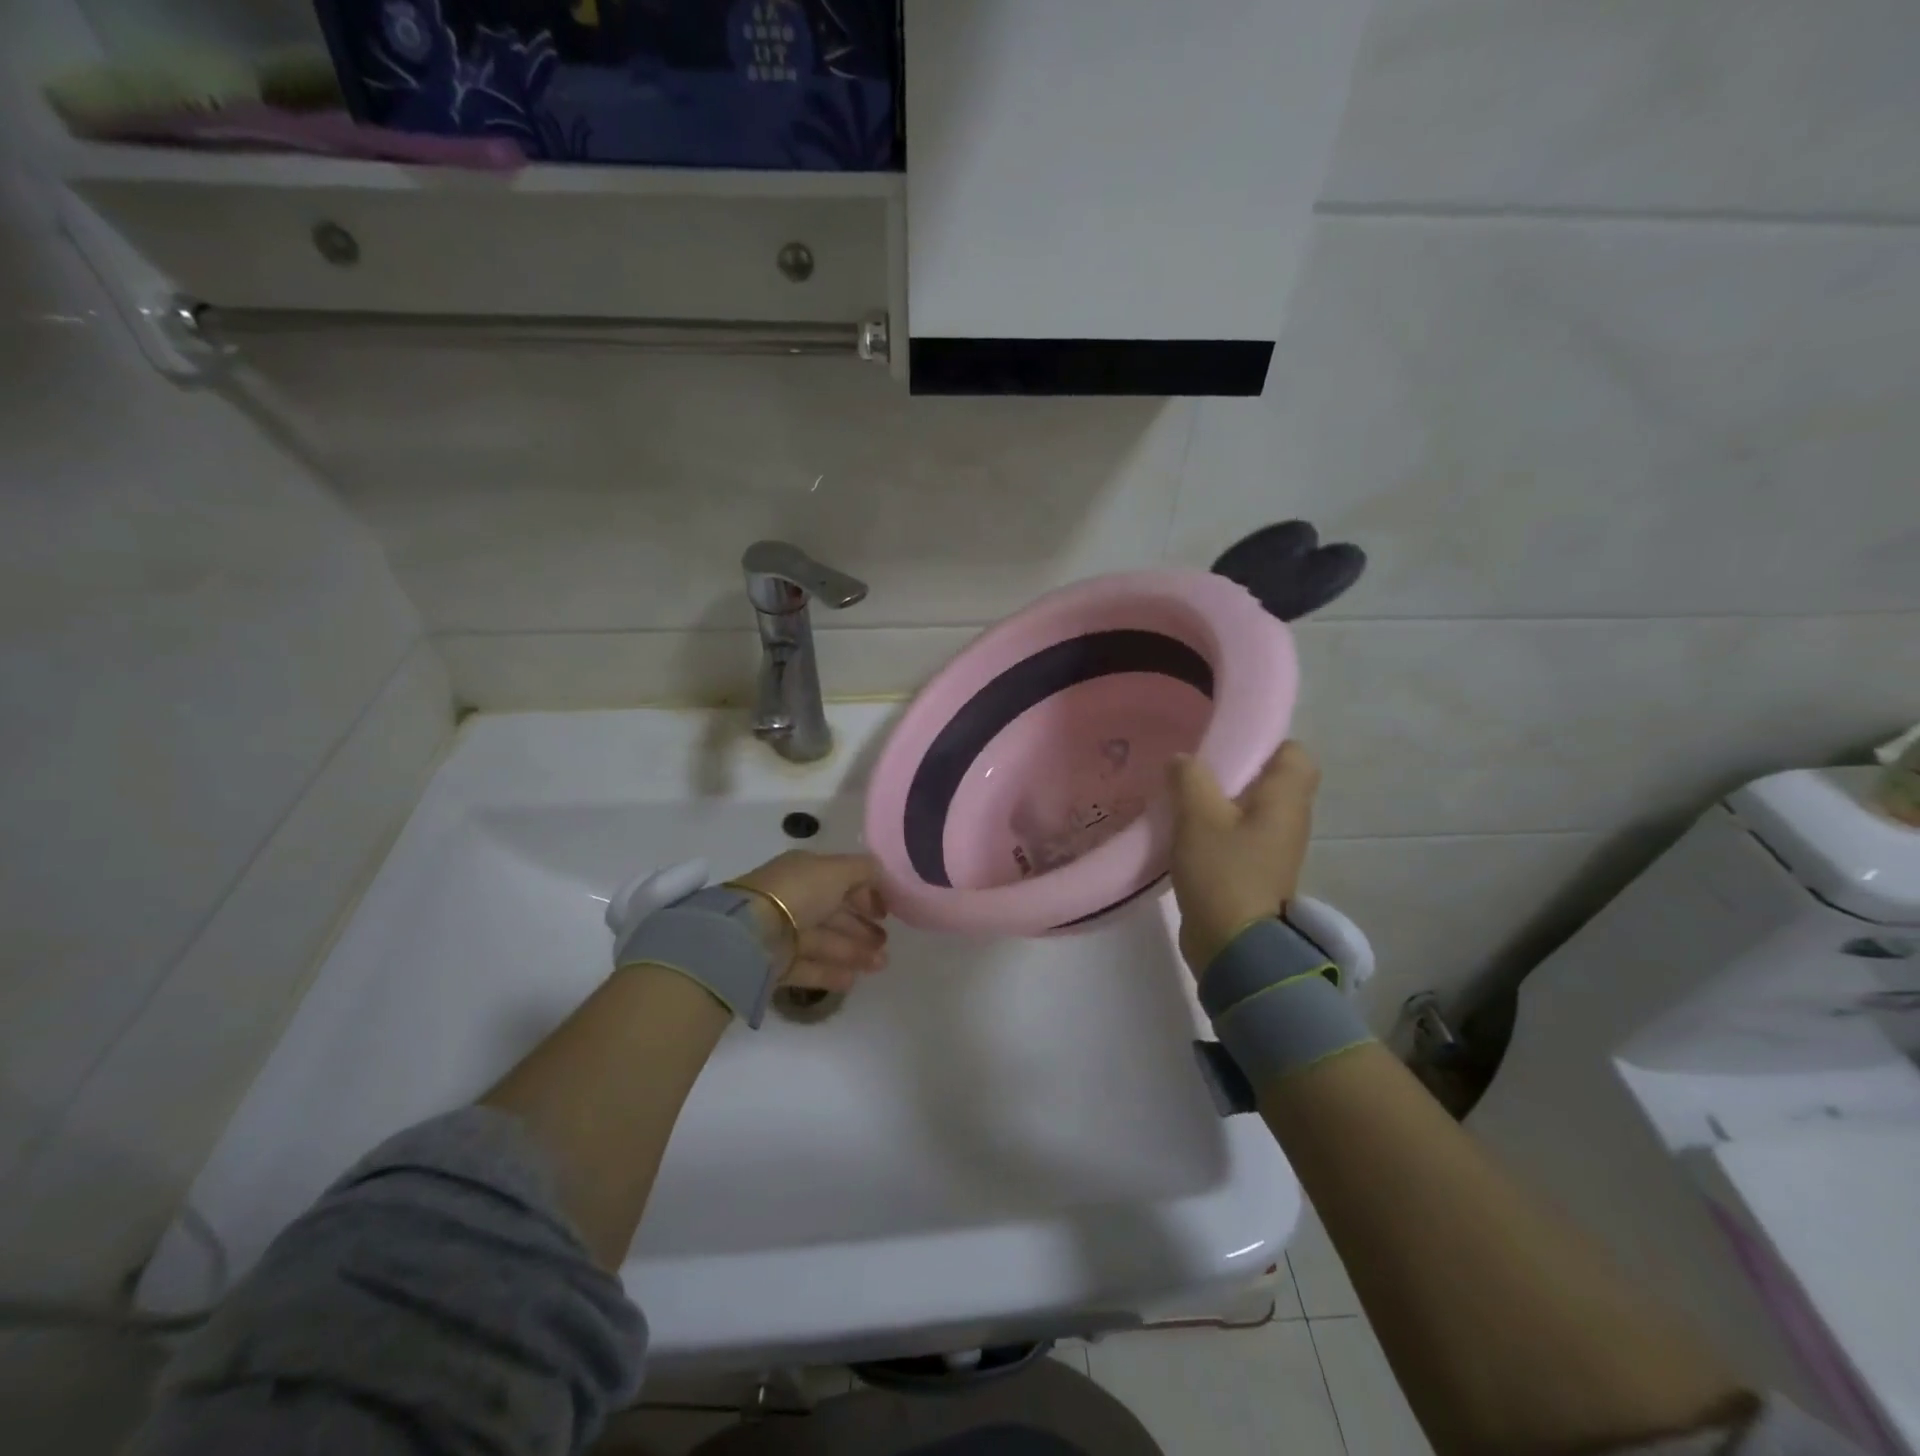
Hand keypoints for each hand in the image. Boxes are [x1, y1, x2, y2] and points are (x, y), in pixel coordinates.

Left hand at [733, 851, 888, 992]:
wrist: (750, 932)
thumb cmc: (799, 892)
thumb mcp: (838, 870)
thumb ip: (865, 870)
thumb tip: (882, 873)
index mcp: (805, 872)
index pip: (840, 881)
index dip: (865, 894)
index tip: (886, 912)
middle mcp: (794, 899)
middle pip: (834, 914)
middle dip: (862, 928)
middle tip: (886, 943)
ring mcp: (783, 932)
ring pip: (825, 942)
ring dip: (855, 952)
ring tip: (881, 964)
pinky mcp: (776, 963)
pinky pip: (809, 967)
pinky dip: (831, 973)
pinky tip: (853, 980)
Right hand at [1167, 741, 1318, 973]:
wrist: (1234, 945)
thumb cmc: (1223, 871)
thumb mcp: (1198, 815)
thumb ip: (1188, 777)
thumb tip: (1183, 760)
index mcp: (1286, 799)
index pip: (1294, 753)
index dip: (1264, 742)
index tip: (1225, 743)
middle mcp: (1289, 819)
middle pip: (1268, 780)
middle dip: (1232, 770)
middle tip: (1194, 767)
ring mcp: (1273, 848)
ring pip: (1249, 808)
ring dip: (1219, 800)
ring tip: (1181, 794)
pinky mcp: (1255, 870)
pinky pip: (1238, 834)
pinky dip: (1215, 827)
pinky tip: (1183, 829)